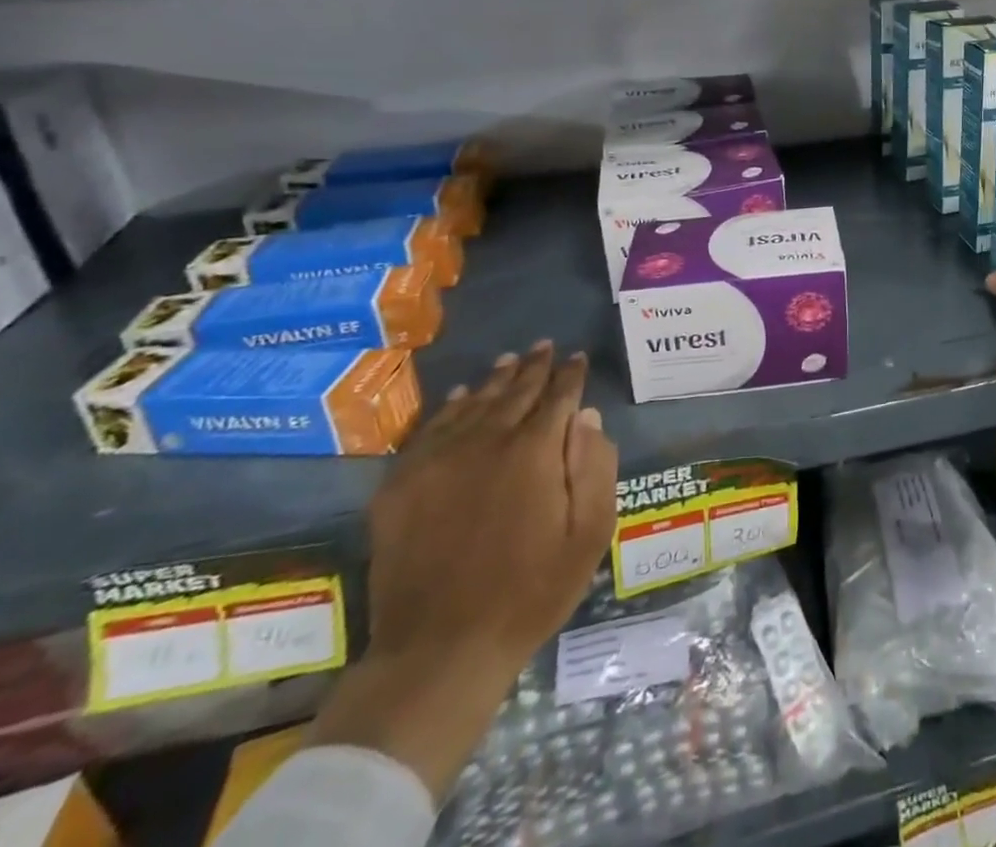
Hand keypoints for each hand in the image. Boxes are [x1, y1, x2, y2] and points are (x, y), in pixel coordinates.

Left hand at [311, 342, 618, 796]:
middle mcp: (486, 441)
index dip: (570, 375)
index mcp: (535, 451)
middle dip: (535, 367)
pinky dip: (451, 407)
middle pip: (515, 391)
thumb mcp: (588, 533)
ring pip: (474, 403)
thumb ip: (594, 467)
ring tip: (510, 360)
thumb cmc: (530, 591)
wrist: (440, 649)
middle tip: (545, 346)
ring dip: (496, 379)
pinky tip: (462, 397)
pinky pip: (431, 429)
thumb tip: (587, 416)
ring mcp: (438, 460)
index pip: (558, 397)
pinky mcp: (402, 485)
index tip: (577, 358)